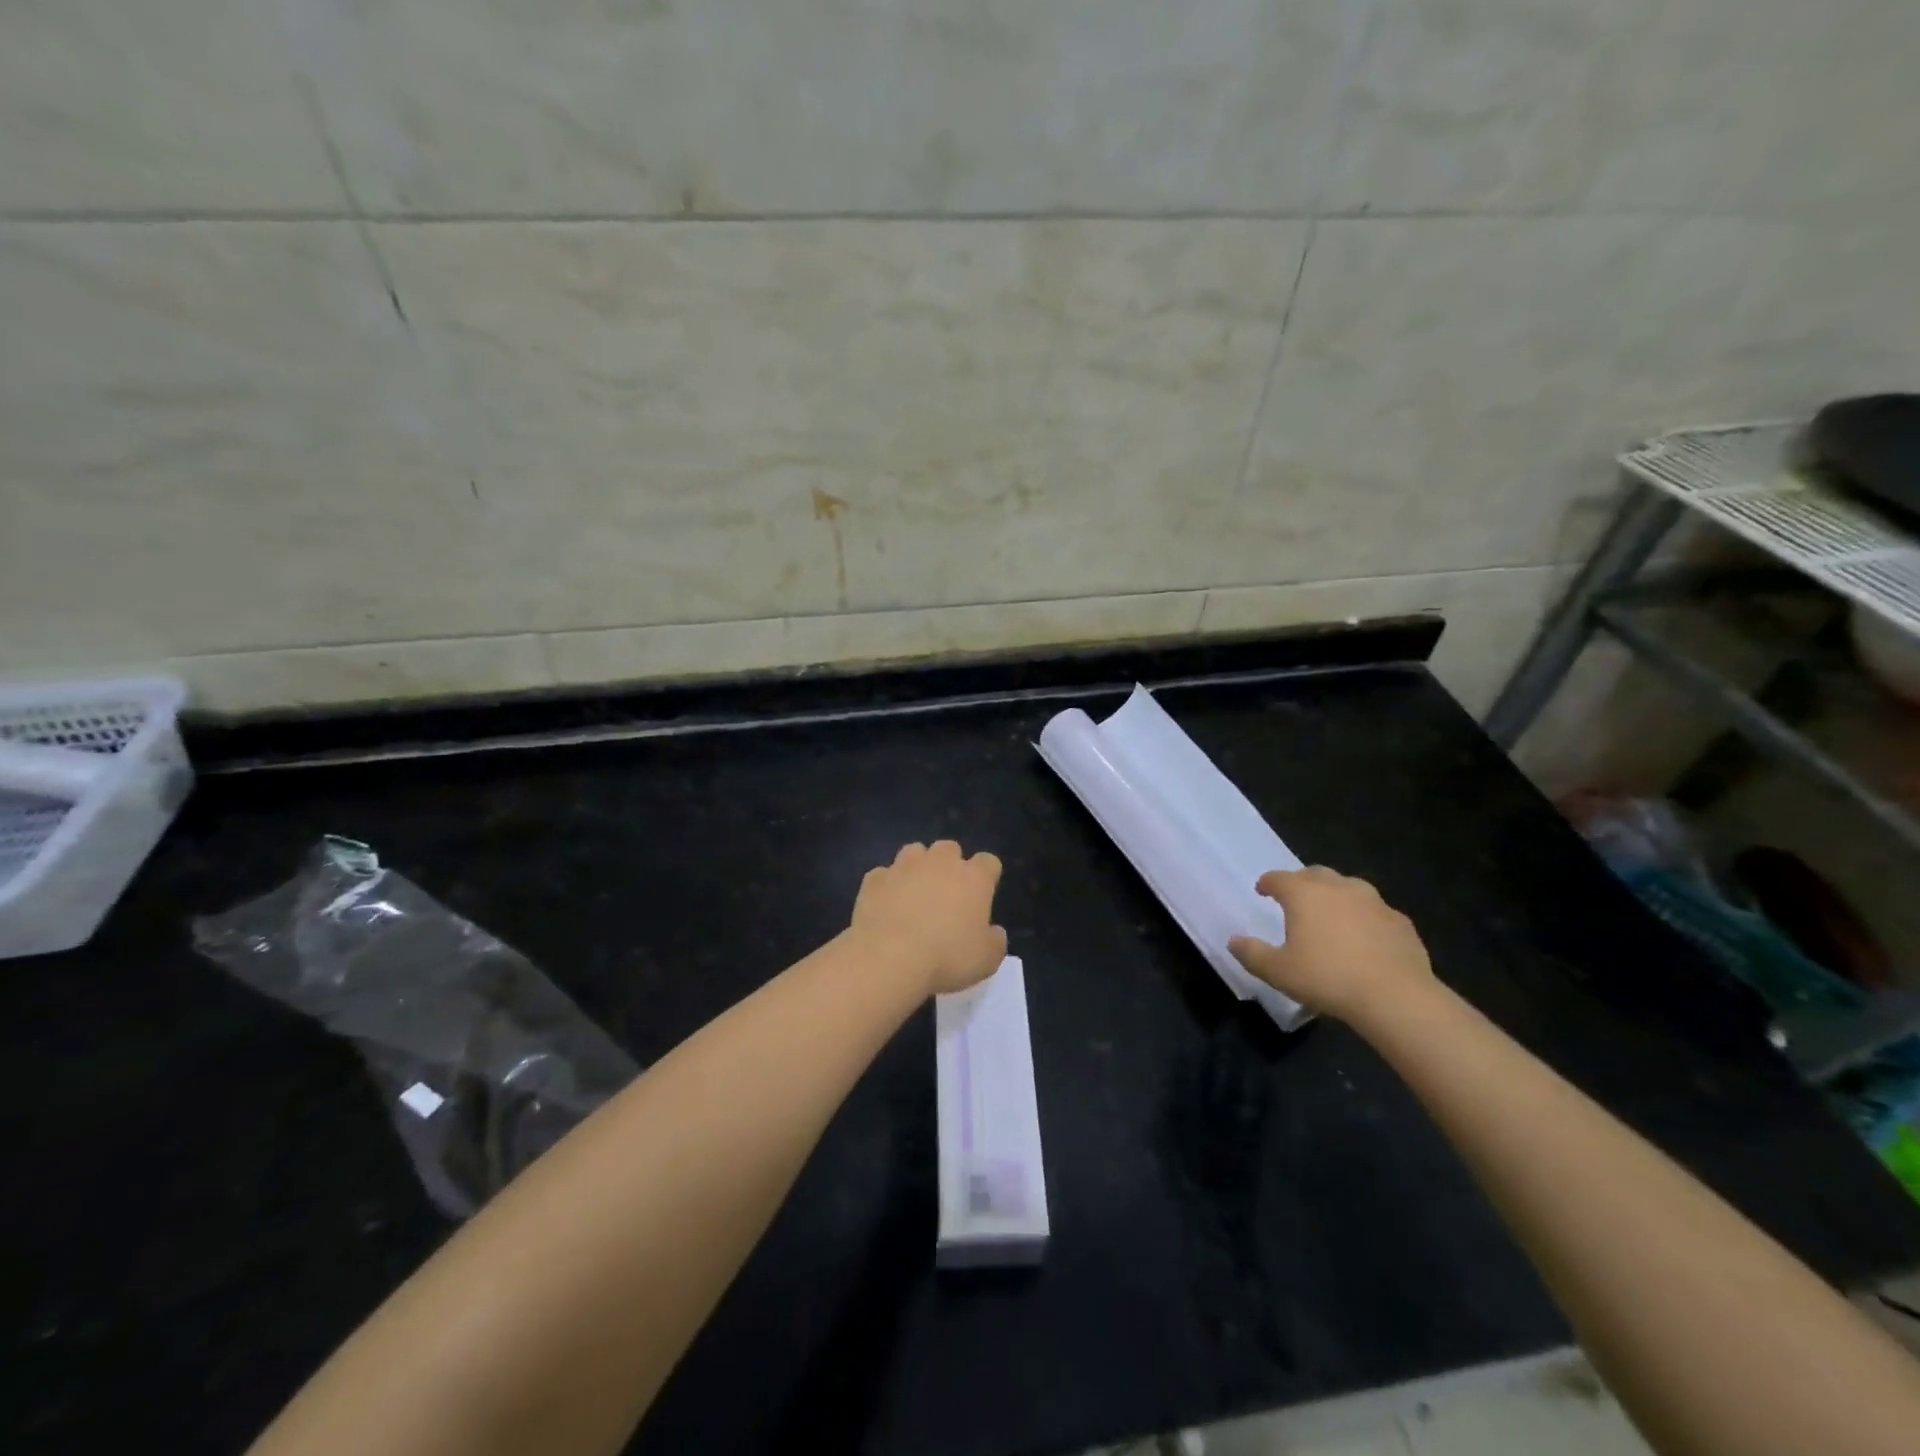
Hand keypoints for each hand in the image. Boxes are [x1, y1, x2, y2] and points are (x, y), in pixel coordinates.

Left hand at [849, 841, 1006, 995]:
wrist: (889, 958)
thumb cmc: (947, 957)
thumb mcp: (987, 959)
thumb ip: (995, 940)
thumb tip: (993, 931)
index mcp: (973, 878)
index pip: (988, 862)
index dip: (987, 876)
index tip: (982, 895)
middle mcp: (940, 862)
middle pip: (949, 849)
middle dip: (949, 865)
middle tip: (946, 894)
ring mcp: (904, 866)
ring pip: (914, 852)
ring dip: (917, 867)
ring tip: (913, 894)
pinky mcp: (874, 878)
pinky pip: (884, 875)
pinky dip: (887, 886)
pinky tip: (885, 907)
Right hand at [1228, 866, 1431, 1024]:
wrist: (1396, 997)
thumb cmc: (1327, 978)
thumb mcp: (1278, 971)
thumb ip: (1252, 953)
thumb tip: (1233, 941)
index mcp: (1304, 894)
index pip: (1278, 878)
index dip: (1267, 883)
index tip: (1262, 890)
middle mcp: (1338, 888)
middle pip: (1315, 874)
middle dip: (1302, 882)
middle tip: (1295, 899)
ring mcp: (1374, 902)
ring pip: (1349, 888)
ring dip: (1336, 896)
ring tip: (1331, 916)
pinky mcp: (1400, 921)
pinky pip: (1375, 912)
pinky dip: (1364, 918)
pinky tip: (1364, 939)